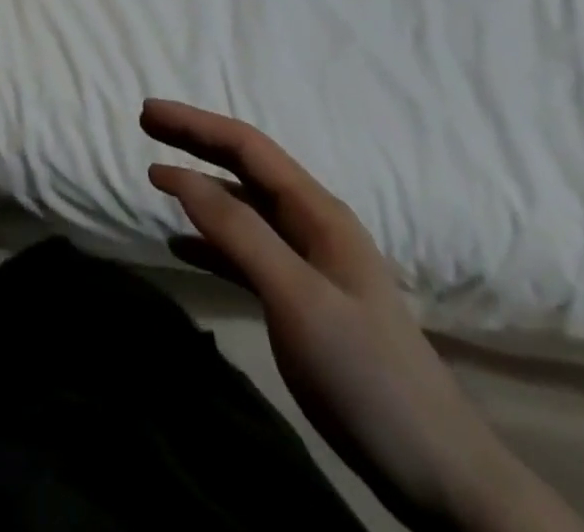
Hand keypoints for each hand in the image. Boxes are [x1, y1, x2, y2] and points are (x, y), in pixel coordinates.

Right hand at [141, 100, 583, 531]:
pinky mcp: (301, 301)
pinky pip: (245, 253)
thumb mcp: (296, 296)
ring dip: (200, 187)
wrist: (436, 472)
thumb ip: (238, 231)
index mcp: (317, 212)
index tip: (148, 111)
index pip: (248, 147)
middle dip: (196, 141)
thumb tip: (179, 174)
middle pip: (245, 168)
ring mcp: (309, 264)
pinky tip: (180, 246)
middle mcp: (312, 225)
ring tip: (156, 176)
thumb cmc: (365, 373)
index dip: (196, 124)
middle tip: (146, 124)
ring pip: (243, 207)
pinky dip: (210, 241)